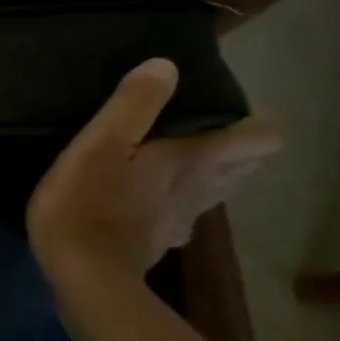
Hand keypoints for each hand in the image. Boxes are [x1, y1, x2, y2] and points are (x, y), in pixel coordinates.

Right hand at [27, 58, 280, 293]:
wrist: (81, 275)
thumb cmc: (86, 202)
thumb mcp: (99, 144)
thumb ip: (133, 104)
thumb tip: (167, 65)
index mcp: (193, 161)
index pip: (258, 138)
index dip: (255, 120)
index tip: (229, 106)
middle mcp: (200, 190)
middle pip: (243, 166)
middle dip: (236, 146)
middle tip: (204, 127)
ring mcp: (181, 220)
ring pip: (217, 191)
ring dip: (213, 174)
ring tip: (184, 158)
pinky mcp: (157, 242)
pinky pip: (184, 214)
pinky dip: (180, 201)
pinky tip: (154, 200)